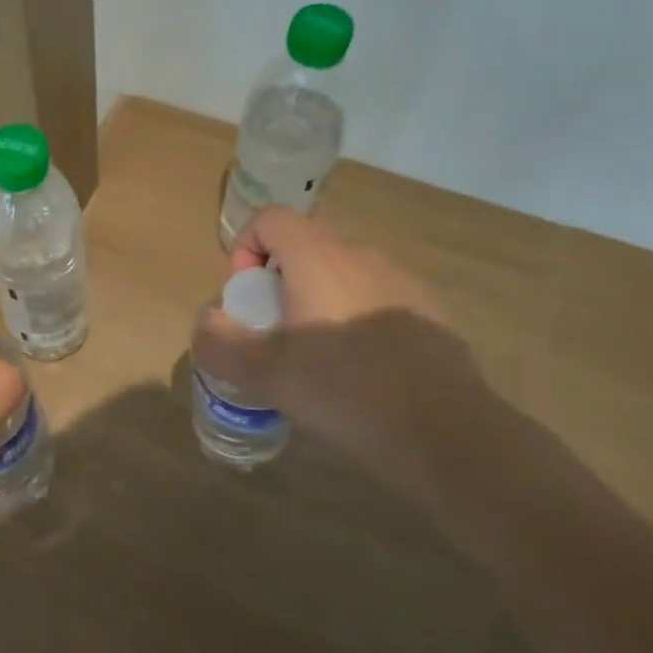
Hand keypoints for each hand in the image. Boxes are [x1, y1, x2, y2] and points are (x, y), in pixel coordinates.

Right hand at [192, 207, 480, 456]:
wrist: (445, 433)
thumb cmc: (343, 392)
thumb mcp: (262, 374)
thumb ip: (219, 342)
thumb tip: (208, 321)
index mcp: (318, 259)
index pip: (269, 219)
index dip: (245, 249)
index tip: (247, 299)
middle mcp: (361, 256)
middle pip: (304, 247)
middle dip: (277, 282)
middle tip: (275, 335)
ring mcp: (401, 281)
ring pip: (340, 274)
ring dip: (316, 301)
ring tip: (316, 357)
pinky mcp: (429, 311)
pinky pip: (374, 298)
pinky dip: (354, 318)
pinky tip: (361, 370)